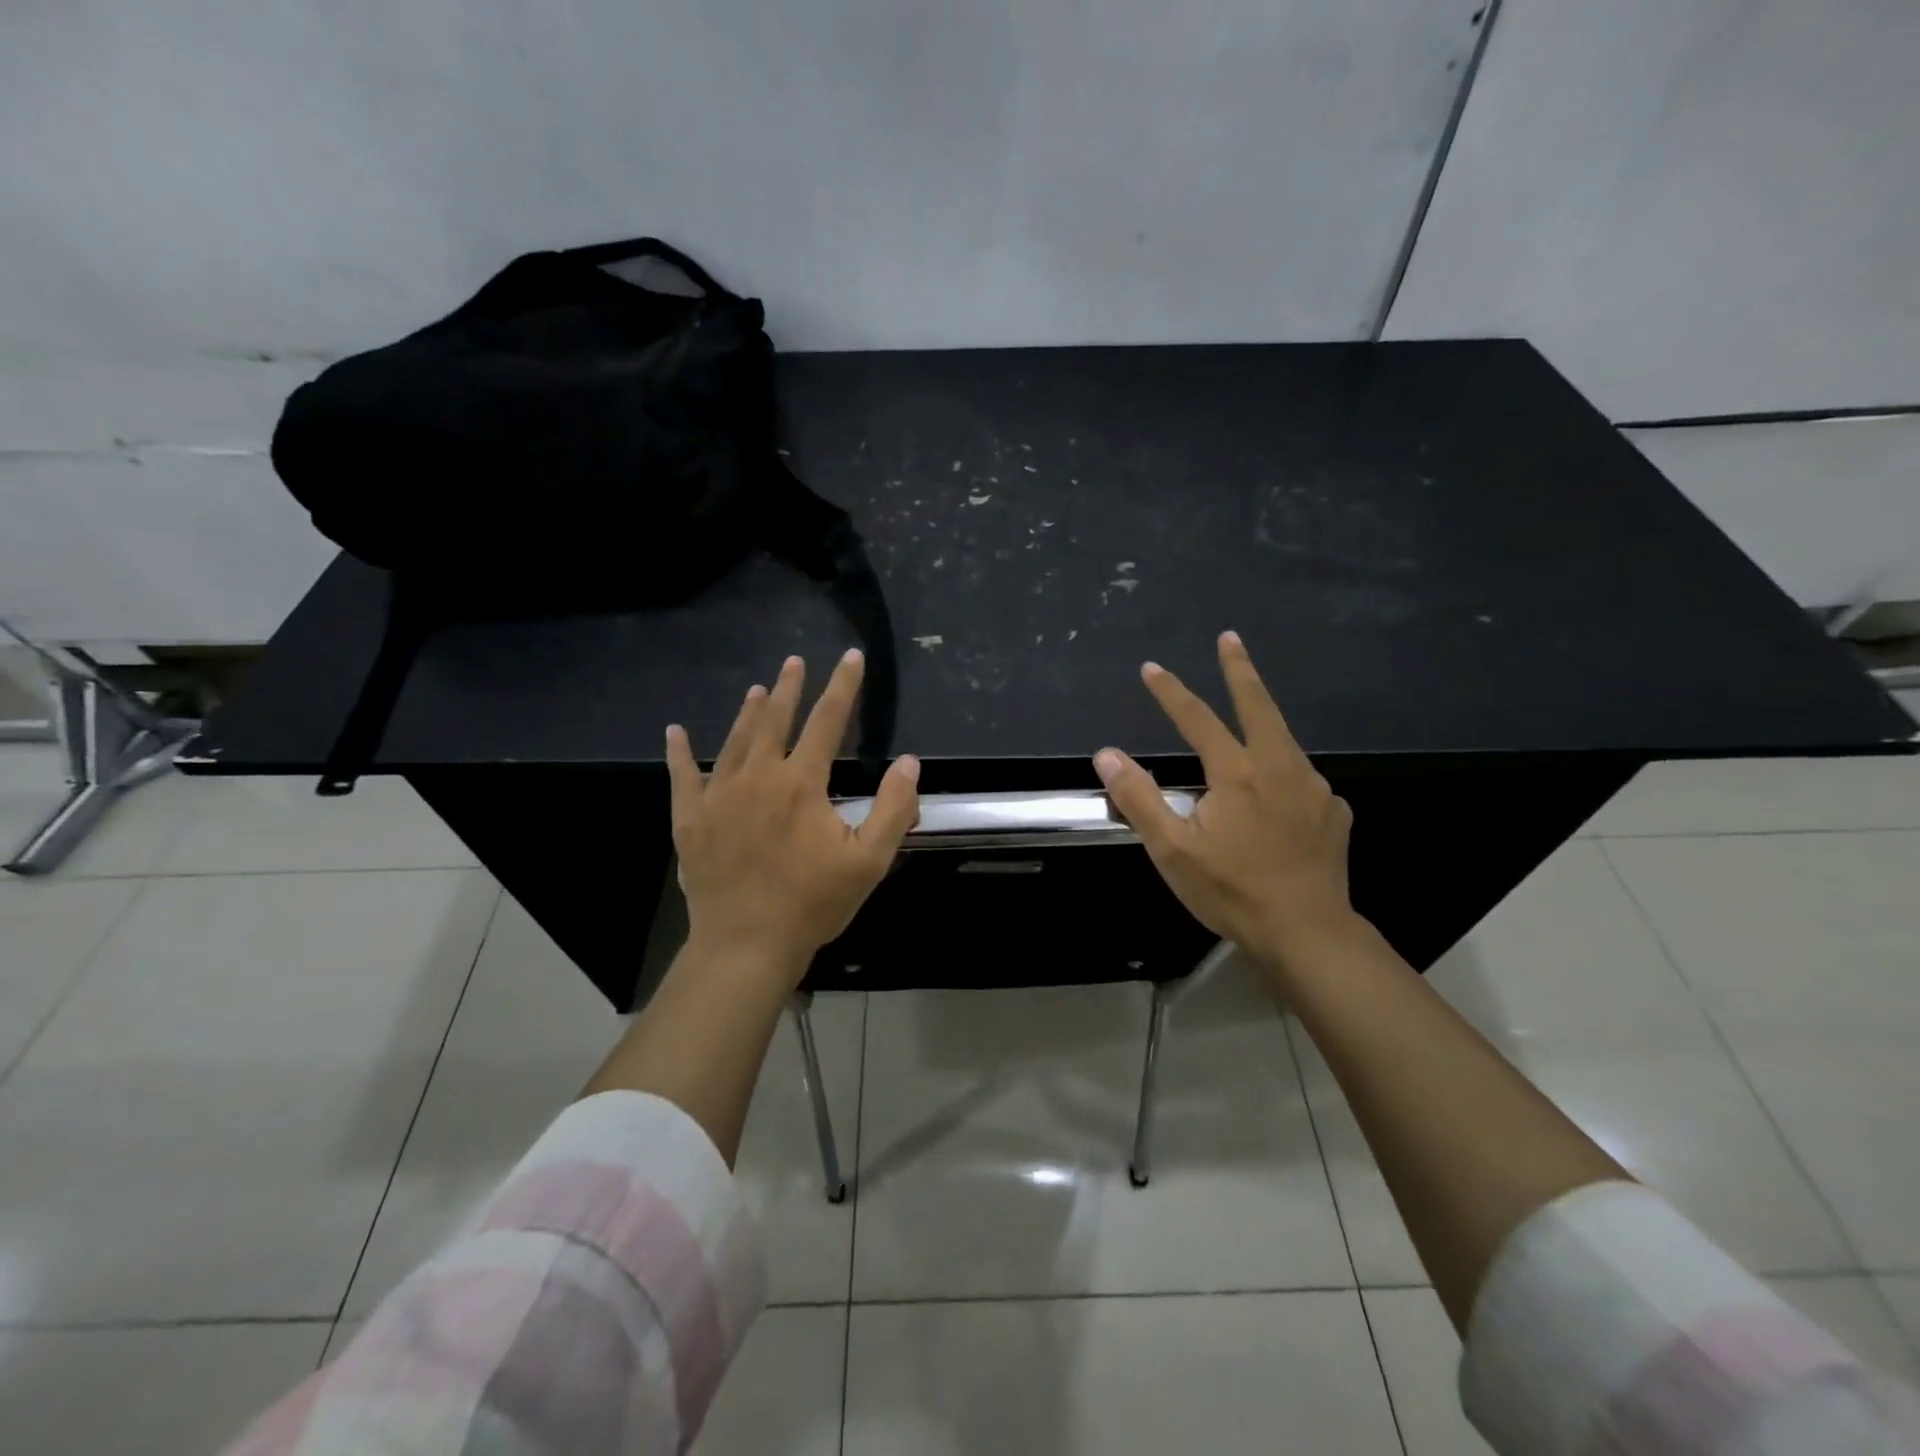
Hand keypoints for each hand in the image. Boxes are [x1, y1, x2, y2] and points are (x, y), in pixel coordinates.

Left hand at [666, 649, 918, 979]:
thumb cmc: (813, 903)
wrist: (747, 944)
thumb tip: (908, 762)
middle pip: (775, 720)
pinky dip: (679, 753)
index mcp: (802, 783)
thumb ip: (894, 808)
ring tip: (758, 689)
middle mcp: (758, 777)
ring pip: (735, 741)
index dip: (843, 687)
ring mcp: (719, 796)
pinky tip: (674, 732)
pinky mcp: (691, 820)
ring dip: (748, 713)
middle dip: (789, 688)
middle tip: (795, 662)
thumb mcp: (869, 861)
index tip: (850, 658)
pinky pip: (682, 777)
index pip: (827, 721)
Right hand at [1094, 631, 1358, 976]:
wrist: (1309, 933)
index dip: (1171, 692)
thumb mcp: (1172, 850)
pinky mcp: (1333, 812)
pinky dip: (1284, 771)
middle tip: (1230, 639)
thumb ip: (1138, 798)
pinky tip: (1279, 791)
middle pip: (1259, 705)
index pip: (1198, 719)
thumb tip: (1107, 754)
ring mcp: (1314, 788)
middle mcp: (1280, 768)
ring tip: (1249, 717)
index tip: (1151, 668)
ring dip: (1263, 719)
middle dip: (1240, 669)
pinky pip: (1303, 779)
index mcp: (1237, 774)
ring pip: (1284, 740)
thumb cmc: (1232, 891)